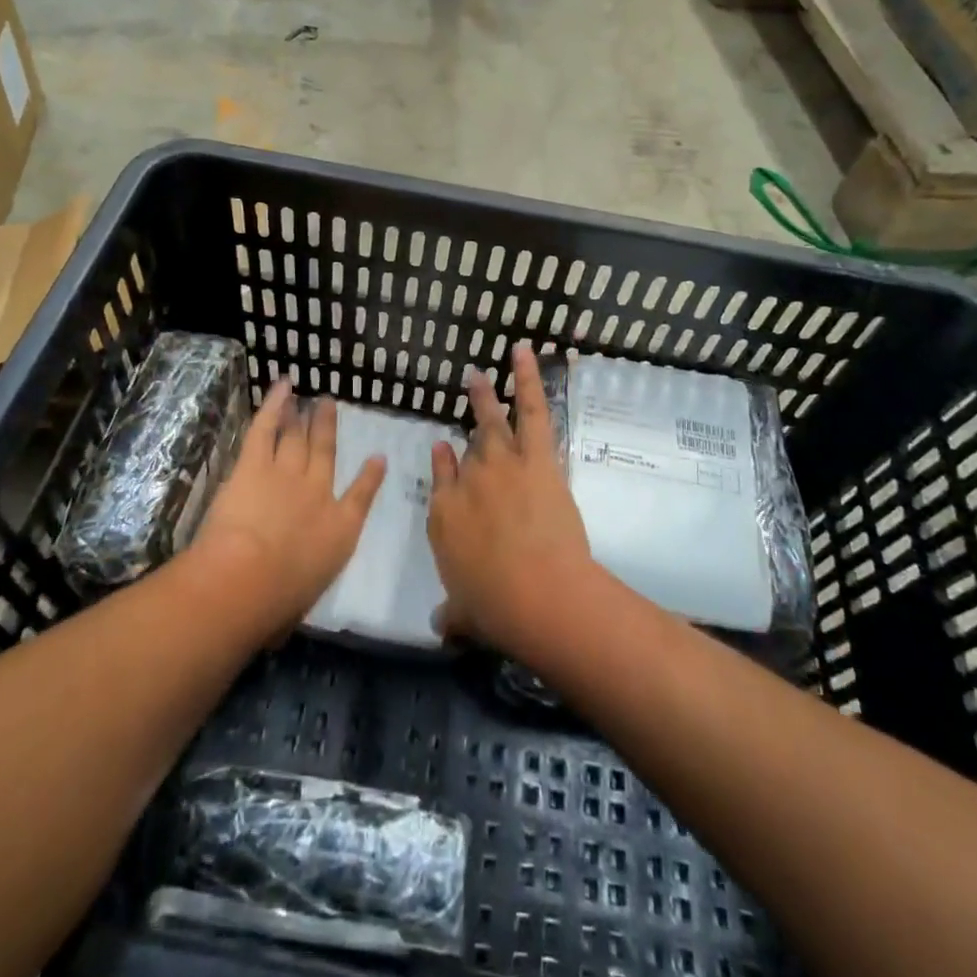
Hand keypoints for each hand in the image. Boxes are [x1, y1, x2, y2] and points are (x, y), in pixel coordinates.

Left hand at [191, 382, 386, 627]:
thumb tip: (283, 619)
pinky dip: (274, 404)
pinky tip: (281, 386)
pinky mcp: (254, 465)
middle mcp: (319, 494)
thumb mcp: (298, 605)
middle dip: (328, 429)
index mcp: (339, 530)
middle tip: (330, 406)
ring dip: (302, 416)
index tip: (377, 459)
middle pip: (325, 454)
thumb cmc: (277, 602)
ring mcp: (287, 473)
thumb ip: (297, 594)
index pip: (360, 498)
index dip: (370, 478)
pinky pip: (267, 427)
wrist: (248, 579)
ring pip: (297, 437)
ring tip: (308, 398)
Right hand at [428, 343, 595, 654]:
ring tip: (480, 374)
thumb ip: (452, 614)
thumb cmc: (496, 608)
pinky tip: (522, 351)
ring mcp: (499, 464)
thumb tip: (440, 625)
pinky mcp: (534, 457)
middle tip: (467, 396)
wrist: (535, 592)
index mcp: (443, 516)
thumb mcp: (464, 614)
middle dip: (467, 423)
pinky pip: (529, 409)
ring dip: (485, 395)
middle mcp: (466, 482)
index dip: (444, 464)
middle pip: (467, 448)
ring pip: (491, 421)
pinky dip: (527, 378)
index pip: (441, 480)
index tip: (444, 449)